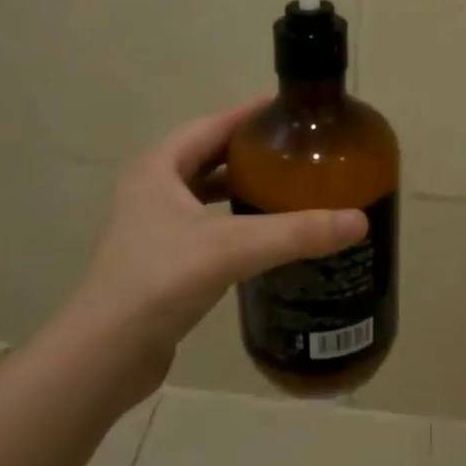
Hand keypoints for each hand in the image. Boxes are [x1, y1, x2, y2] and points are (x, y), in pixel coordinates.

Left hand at [62, 100, 366, 382]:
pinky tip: (262, 235)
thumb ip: (294, 232)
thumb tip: (358, 221)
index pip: (210, 125)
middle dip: (249, 151)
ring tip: (286, 187)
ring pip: (204, 193)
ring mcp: (152, 227)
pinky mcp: (160, 260)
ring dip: (240, 186)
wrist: (106, 355)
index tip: (290, 110)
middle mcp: (151, 190)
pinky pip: (204, 225)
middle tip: (297, 151)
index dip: (249, 114)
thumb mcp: (231, 248)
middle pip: (207, 156)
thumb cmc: (160, 281)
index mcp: (158, 169)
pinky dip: (233, 220)